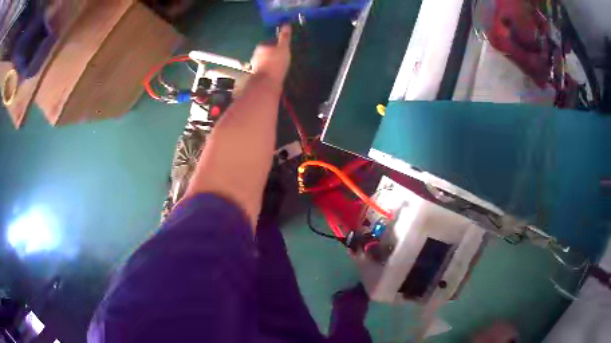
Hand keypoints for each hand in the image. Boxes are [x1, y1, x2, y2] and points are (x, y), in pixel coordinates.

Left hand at [250, 25, 291, 84]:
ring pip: (266, 63)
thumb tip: (286, 24)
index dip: (277, 44)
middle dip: (274, 54)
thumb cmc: (275, 63)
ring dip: (272, 64)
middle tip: (285, 57)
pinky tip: (277, 75)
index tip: (285, 48)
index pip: (269, 42)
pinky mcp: (259, 77)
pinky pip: (267, 72)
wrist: (267, 84)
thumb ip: (284, 37)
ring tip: (282, 67)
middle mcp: (256, 56)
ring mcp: (256, 67)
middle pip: (267, 53)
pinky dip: (271, 72)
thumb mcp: (283, 48)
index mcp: (261, 47)